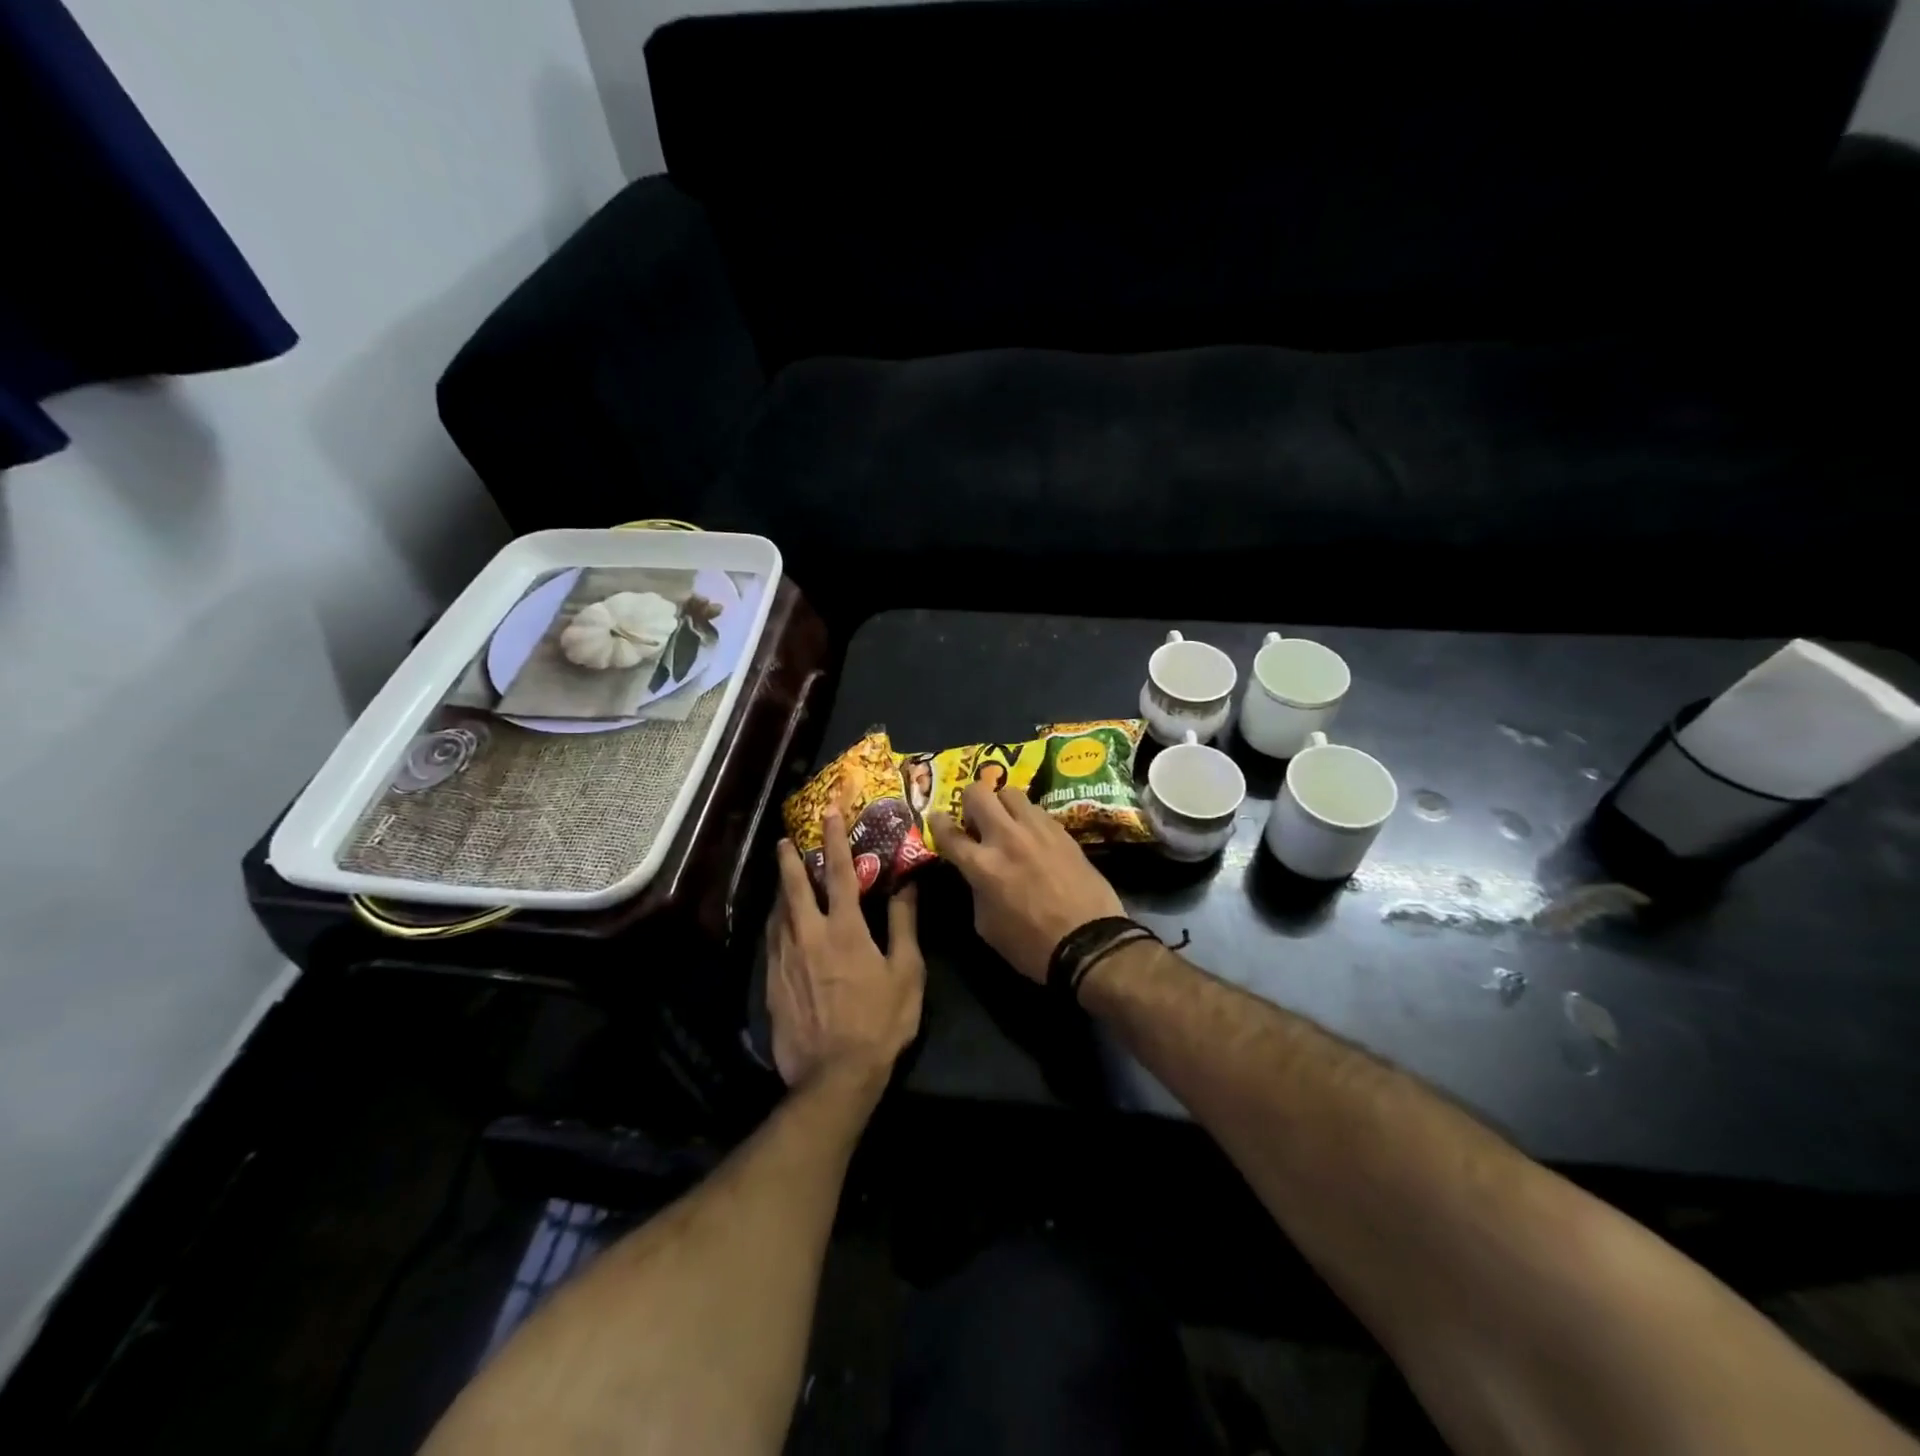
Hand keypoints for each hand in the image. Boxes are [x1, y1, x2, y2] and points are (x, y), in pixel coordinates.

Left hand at [768, 811, 924, 1090]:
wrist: (834, 1076)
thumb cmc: (879, 1022)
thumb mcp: (906, 973)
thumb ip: (904, 926)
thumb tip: (907, 886)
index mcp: (845, 929)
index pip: (839, 873)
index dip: (835, 839)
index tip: (830, 813)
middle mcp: (809, 935)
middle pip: (794, 887)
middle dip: (790, 860)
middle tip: (786, 840)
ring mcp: (785, 959)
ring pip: (778, 913)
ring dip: (781, 890)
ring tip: (783, 877)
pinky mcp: (773, 983)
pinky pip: (773, 941)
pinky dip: (777, 923)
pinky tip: (780, 924)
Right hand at [928, 785, 1124, 982]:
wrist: (1089, 943)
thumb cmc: (1031, 945)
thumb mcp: (987, 925)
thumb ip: (975, 889)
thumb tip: (975, 873)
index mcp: (981, 865)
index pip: (948, 832)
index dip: (936, 823)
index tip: (936, 819)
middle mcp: (1006, 837)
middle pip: (977, 792)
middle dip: (969, 802)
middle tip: (974, 819)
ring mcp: (1036, 829)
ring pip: (1010, 792)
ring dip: (1001, 804)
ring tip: (1006, 822)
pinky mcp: (1062, 830)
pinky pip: (1036, 809)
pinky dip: (1027, 817)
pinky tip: (1032, 835)